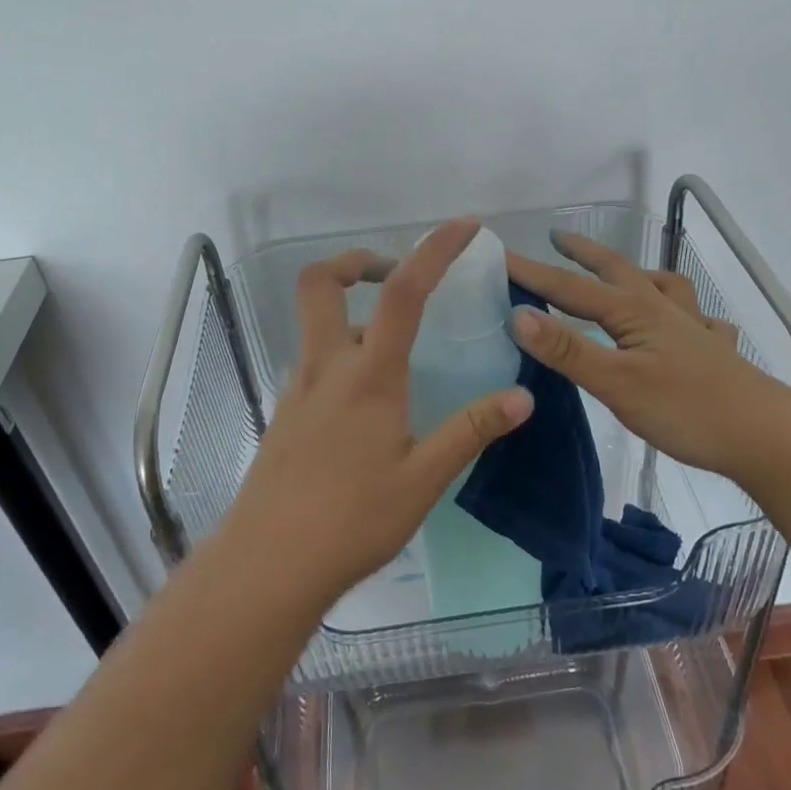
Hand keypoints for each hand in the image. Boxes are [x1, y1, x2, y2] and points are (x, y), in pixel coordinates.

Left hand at [225, 219, 534, 603]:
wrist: (268, 564)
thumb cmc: (351, 520)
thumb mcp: (422, 479)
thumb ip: (471, 431)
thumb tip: (522, 397)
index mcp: (369, 374)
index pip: (404, 292)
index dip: (434, 249)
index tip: (464, 225)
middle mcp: (327, 366)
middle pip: (322, 282)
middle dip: (356, 261)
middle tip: (394, 274)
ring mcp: (298, 387)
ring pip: (314, 320)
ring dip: (349, 305)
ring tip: (393, 337)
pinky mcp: (285, 412)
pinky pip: (313, 358)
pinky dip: (340, 348)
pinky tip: (366, 394)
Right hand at [506, 230, 790, 480]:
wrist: (767, 436)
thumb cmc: (687, 409)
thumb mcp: (617, 384)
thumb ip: (568, 350)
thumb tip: (518, 315)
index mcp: (634, 312)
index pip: (570, 287)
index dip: (532, 272)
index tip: (497, 256)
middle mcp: (663, 309)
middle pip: (617, 270)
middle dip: (583, 252)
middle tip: (557, 237)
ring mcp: (694, 328)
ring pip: (662, 286)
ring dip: (635, 272)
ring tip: (623, 274)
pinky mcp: (716, 351)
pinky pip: (699, 319)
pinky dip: (686, 312)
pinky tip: (689, 323)